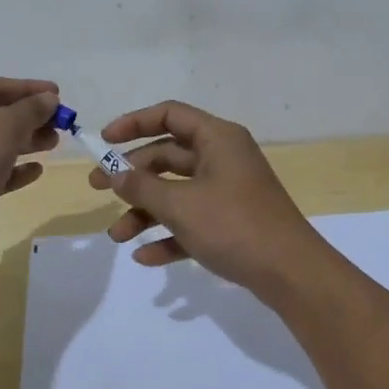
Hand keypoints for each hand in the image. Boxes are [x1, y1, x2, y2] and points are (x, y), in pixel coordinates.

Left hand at [0, 78, 60, 224]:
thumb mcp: (5, 126)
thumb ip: (31, 109)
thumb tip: (49, 98)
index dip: (29, 89)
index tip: (59, 94)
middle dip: (29, 119)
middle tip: (60, 124)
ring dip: (23, 142)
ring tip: (53, 144)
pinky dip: (9, 169)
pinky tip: (35, 171)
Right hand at [88, 100, 324, 291]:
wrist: (290, 273)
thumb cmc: (233, 225)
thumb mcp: (180, 204)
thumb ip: (142, 186)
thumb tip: (115, 173)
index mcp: (218, 138)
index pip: (170, 115)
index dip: (134, 123)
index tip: (104, 141)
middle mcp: (223, 158)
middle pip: (169, 156)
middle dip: (132, 175)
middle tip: (97, 190)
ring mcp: (229, 191)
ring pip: (177, 192)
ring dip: (145, 211)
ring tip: (117, 236)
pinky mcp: (233, 223)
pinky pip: (192, 221)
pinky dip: (169, 235)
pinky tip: (145, 257)